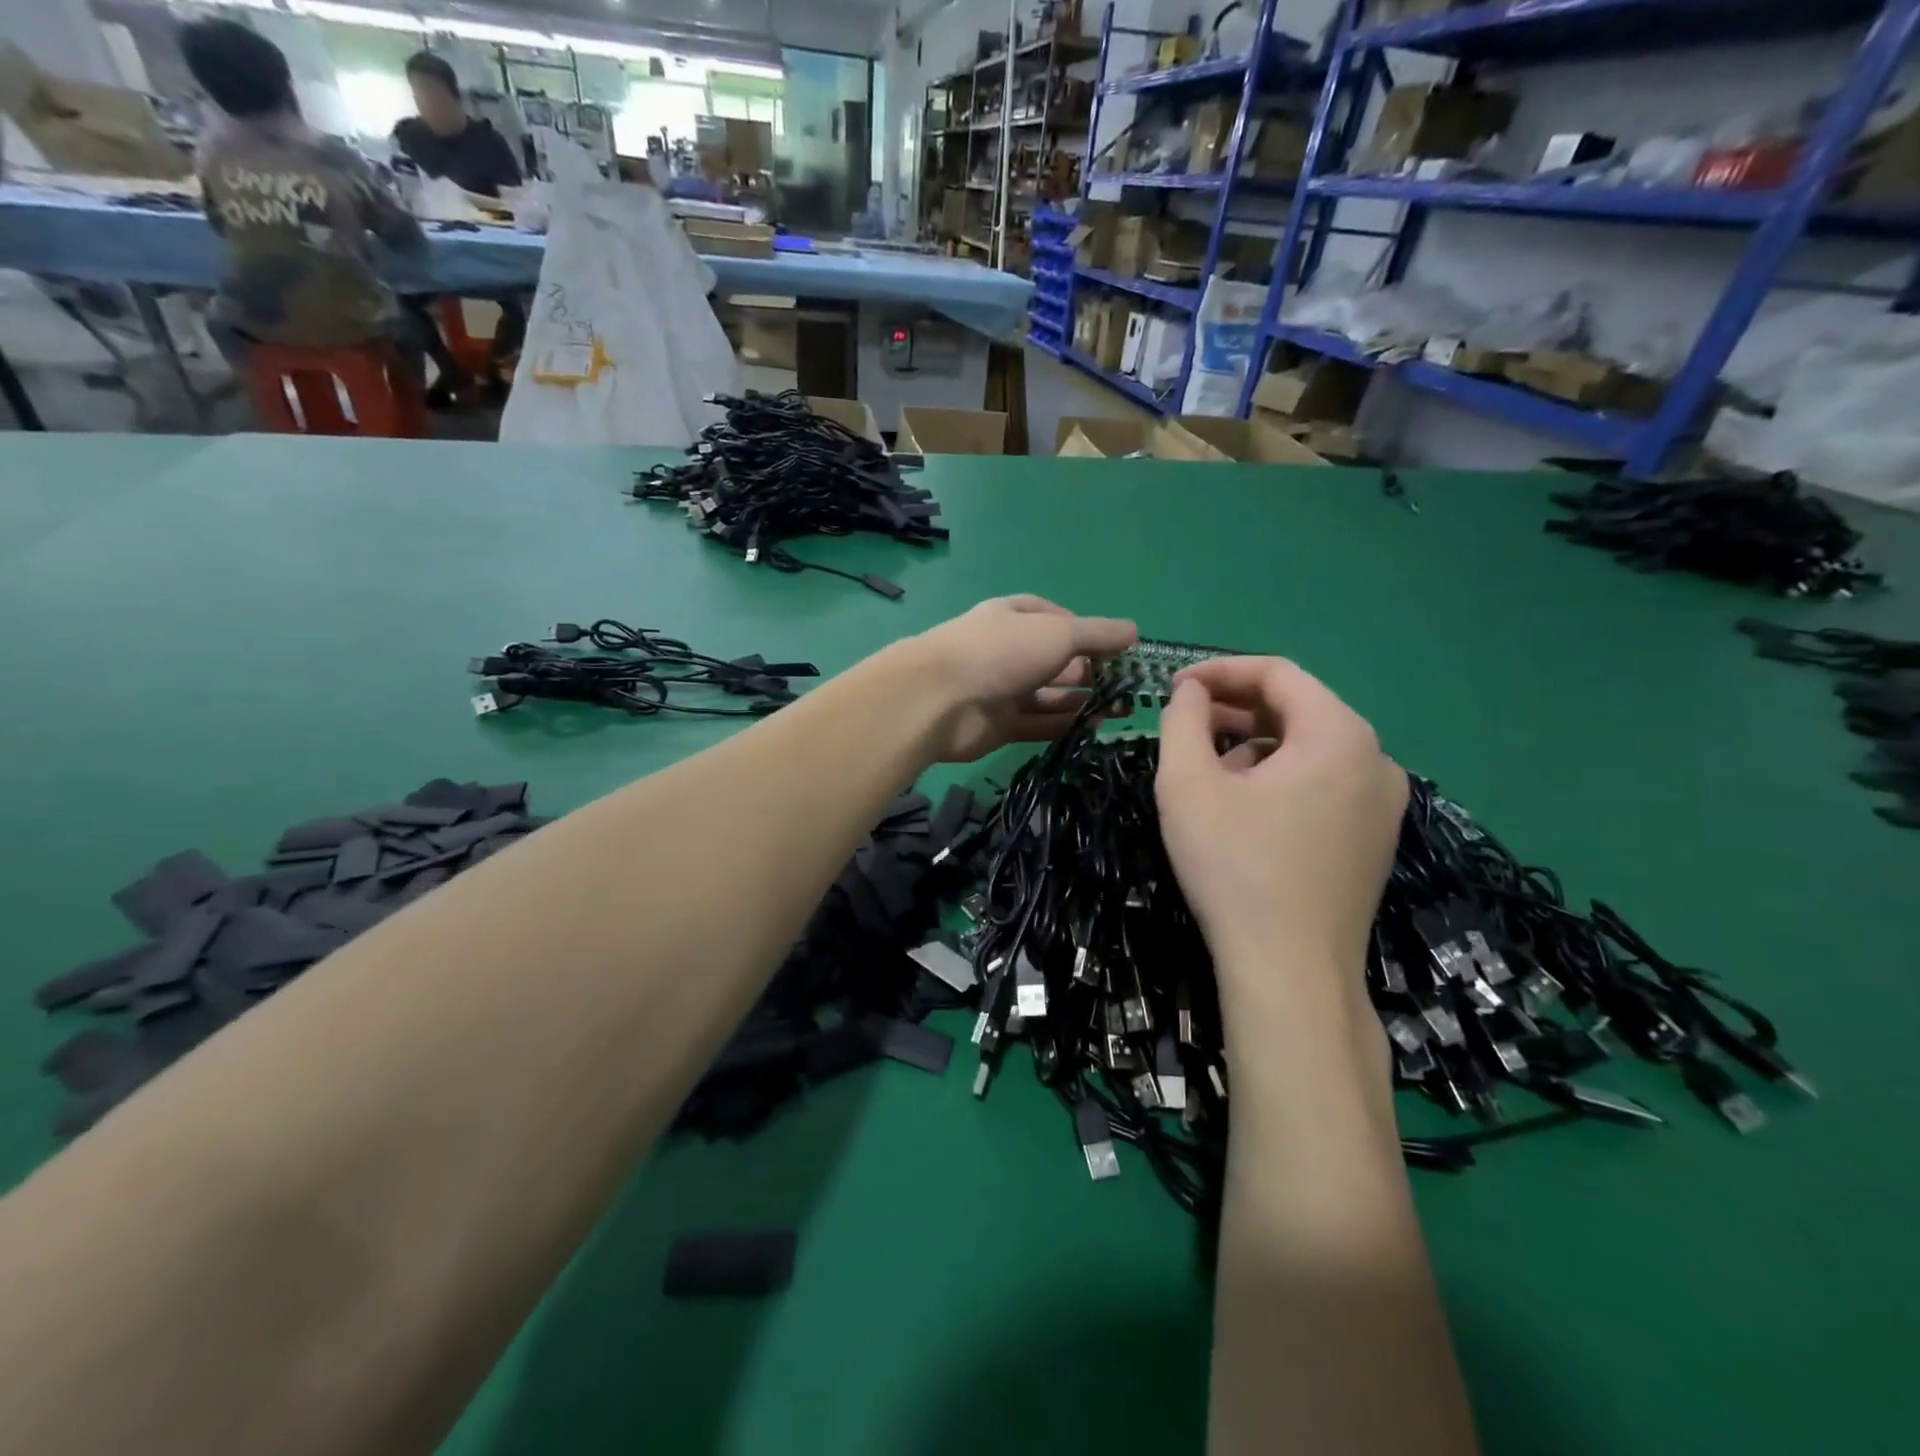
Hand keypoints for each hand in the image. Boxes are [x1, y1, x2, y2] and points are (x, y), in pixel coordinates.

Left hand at [909, 596, 1135, 761]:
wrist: (939, 700)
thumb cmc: (1002, 652)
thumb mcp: (1058, 633)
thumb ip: (1097, 634)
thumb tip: (1134, 632)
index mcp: (1014, 617)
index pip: (1056, 619)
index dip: (1086, 632)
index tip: (1118, 650)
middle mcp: (1007, 651)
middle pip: (1054, 660)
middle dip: (1090, 671)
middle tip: (1128, 688)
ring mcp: (1001, 690)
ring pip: (1049, 696)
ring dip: (1082, 702)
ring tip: (1121, 711)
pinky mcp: (998, 726)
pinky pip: (1038, 724)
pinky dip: (1064, 725)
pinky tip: (1094, 729)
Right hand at [1155, 658, 1406, 981]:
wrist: (1291, 972)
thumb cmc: (1235, 868)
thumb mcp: (1187, 785)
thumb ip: (1183, 721)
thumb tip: (1190, 692)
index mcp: (1339, 734)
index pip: (1278, 674)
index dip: (1220, 672)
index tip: (1173, 687)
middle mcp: (1376, 759)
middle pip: (1298, 709)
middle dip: (1235, 710)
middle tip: (1184, 724)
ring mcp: (1384, 803)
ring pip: (1310, 749)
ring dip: (1255, 746)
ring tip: (1208, 770)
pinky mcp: (1375, 839)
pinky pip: (1324, 784)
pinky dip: (1281, 779)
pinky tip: (1244, 808)